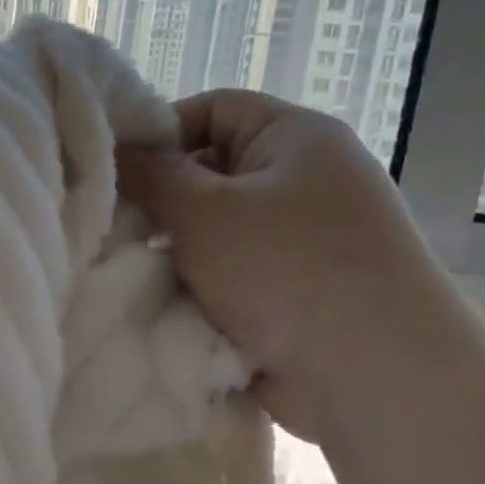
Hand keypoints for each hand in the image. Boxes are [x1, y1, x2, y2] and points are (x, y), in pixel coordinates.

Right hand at [118, 90, 484, 439]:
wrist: (373, 374)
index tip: (113, 172)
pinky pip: (229, 276)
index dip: (159, 131)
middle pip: (210, 174)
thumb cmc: (286, 269)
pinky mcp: (290, 294)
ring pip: (214, 232)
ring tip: (129, 270)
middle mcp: (301, 182)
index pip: (213, 109)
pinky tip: (159, 303)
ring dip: (175, 252)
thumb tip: (117, 153)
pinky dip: (198, 288)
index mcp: (294, 138)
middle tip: (111, 228)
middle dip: (161, 202)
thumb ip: (152, 175)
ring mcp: (298, 242)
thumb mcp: (205, 210)